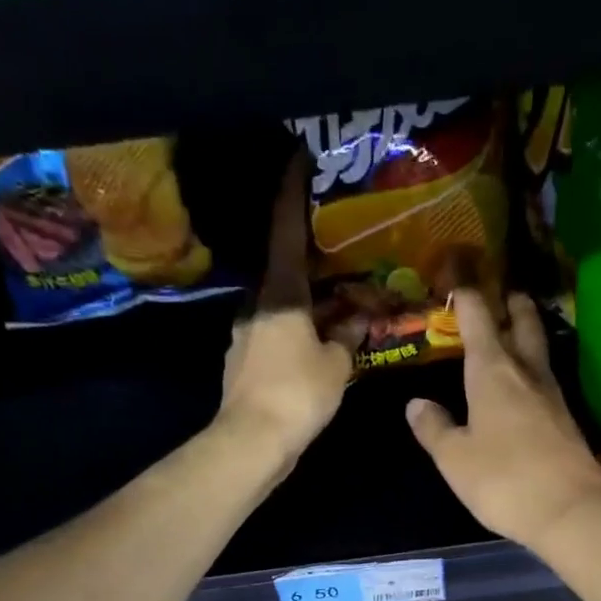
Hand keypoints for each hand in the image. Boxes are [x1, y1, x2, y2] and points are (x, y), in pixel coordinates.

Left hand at [217, 156, 352, 460]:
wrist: (252, 441)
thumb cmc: (298, 394)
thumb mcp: (336, 364)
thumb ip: (347, 337)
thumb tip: (357, 319)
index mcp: (280, 294)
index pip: (286, 232)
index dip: (292, 194)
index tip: (297, 159)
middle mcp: (256, 305)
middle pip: (284, 272)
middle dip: (310, 262)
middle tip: (337, 252)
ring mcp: (245, 334)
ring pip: (280, 307)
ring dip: (306, 304)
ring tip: (336, 307)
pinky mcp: (244, 362)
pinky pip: (275, 335)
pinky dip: (296, 332)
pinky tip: (316, 344)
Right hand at [405, 290, 600, 549]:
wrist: (569, 511)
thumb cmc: (503, 480)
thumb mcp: (455, 458)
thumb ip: (434, 428)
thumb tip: (416, 403)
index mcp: (492, 373)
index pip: (478, 320)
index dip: (467, 298)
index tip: (458, 282)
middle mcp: (525, 374)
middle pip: (522, 326)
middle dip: (512, 306)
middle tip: (506, 293)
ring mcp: (552, 397)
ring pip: (538, 353)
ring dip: (528, 335)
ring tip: (516, 331)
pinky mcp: (567, 422)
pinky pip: (546, 382)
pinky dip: (534, 372)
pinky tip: (527, 385)